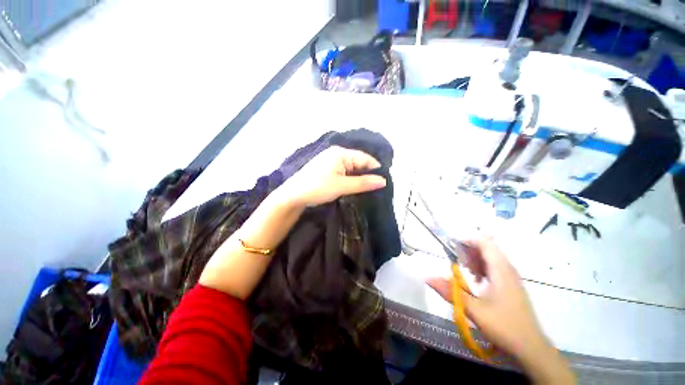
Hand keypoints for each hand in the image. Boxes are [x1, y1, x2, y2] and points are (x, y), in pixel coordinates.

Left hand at [279, 146, 386, 206]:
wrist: (293, 195)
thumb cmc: (317, 188)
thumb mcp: (342, 186)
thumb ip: (363, 183)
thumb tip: (383, 181)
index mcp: (341, 153)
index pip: (365, 158)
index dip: (375, 169)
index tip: (384, 183)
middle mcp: (337, 154)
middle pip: (359, 162)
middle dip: (368, 174)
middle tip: (377, 188)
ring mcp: (331, 161)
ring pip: (352, 168)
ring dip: (359, 178)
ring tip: (369, 189)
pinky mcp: (328, 169)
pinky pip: (345, 172)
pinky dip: (351, 179)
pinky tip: (355, 187)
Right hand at [427, 238, 574, 383]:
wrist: (531, 348)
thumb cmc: (504, 327)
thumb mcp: (473, 310)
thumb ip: (450, 291)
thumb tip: (427, 277)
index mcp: (501, 270)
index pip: (484, 242)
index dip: (467, 239)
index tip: (451, 246)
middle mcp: (507, 269)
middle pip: (487, 248)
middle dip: (469, 250)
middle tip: (456, 260)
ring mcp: (511, 277)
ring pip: (491, 258)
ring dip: (475, 259)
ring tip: (465, 271)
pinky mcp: (511, 285)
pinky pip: (495, 267)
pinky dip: (482, 268)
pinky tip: (476, 281)